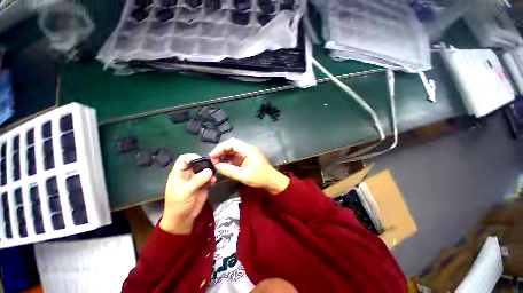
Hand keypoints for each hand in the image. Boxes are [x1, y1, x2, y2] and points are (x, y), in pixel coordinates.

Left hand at [159, 154, 216, 233]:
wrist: (183, 220)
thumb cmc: (178, 205)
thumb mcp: (185, 193)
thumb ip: (197, 180)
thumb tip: (209, 170)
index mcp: (178, 173)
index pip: (184, 159)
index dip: (193, 157)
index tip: (203, 161)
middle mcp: (188, 174)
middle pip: (196, 163)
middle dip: (205, 164)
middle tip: (213, 167)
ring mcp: (196, 179)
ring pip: (204, 170)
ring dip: (210, 172)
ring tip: (213, 178)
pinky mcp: (202, 185)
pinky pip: (209, 177)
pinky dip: (212, 178)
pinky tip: (213, 183)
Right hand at [209, 138, 288, 194]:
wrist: (271, 180)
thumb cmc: (260, 178)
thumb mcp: (244, 176)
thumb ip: (229, 170)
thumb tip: (216, 166)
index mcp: (248, 150)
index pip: (231, 143)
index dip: (220, 147)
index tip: (212, 156)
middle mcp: (247, 149)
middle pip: (231, 145)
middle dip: (220, 151)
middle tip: (212, 161)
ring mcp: (246, 153)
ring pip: (232, 150)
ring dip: (223, 155)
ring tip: (215, 163)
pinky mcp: (245, 158)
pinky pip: (234, 155)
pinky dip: (227, 159)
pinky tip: (222, 164)